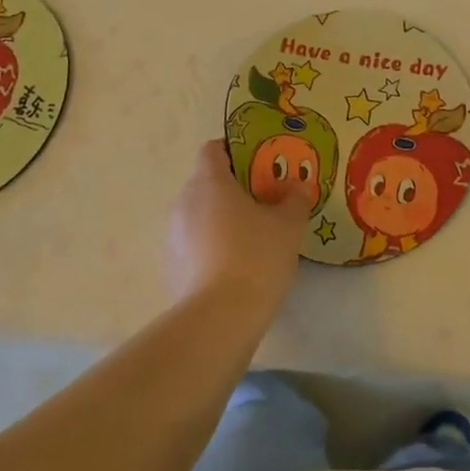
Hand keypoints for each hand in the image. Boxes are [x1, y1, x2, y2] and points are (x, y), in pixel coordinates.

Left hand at [166, 139, 314, 315]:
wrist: (219, 320)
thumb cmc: (255, 257)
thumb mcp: (288, 225)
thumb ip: (295, 199)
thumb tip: (298, 186)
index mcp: (209, 182)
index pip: (213, 150)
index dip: (235, 151)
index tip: (260, 164)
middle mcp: (184, 202)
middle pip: (207, 183)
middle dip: (233, 189)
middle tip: (264, 202)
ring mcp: (173, 237)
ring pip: (199, 215)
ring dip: (221, 220)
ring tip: (252, 238)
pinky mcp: (171, 268)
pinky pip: (194, 245)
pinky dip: (212, 248)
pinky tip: (235, 268)